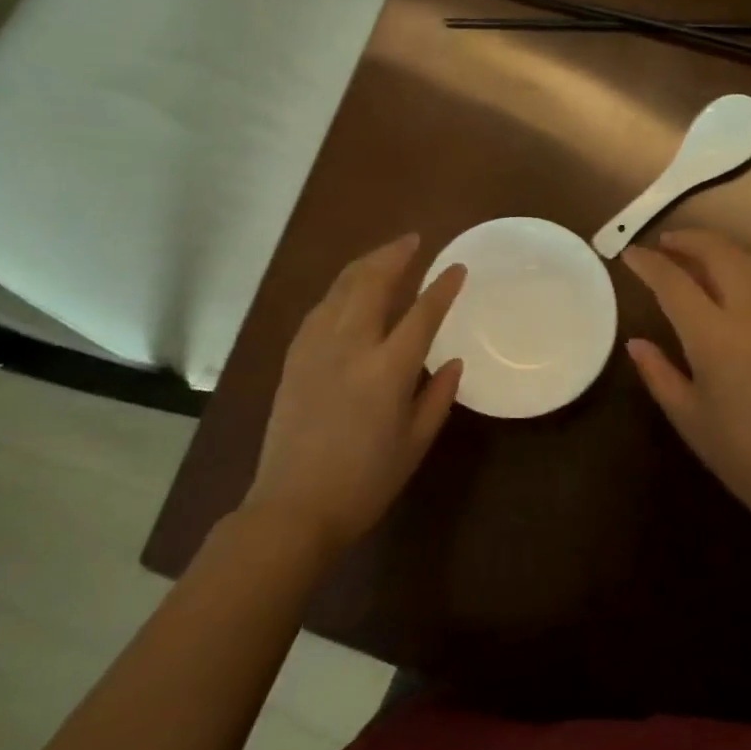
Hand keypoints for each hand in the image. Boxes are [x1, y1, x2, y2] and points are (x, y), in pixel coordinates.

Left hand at [245, 234, 465, 557]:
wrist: (293, 509)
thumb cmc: (364, 482)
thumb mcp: (414, 444)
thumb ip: (437, 397)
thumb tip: (453, 362)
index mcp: (387, 370)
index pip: (422, 314)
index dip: (442, 287)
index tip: (457, 266)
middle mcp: (350, 348)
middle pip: (372, 283)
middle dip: (394, 255)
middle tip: (413, 240)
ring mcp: (316, 349)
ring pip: (340, 289)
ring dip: (365, 265)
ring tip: (384, 255)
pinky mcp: (294, 359)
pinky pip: (319, 309)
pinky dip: (339, 291)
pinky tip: (347, 291)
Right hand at [624, 228, 750, 530]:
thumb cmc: (740, 454)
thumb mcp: (687, 415)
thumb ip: (658, 372)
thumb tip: (636, 342)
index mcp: (715, 339)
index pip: (675, 284)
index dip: (649, 264)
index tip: (631, 255)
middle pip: (721, 255)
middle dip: (690, 240)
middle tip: (665, 242)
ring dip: (720, 250)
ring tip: (695, 255)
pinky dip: (742, 274)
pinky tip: (729, 292)